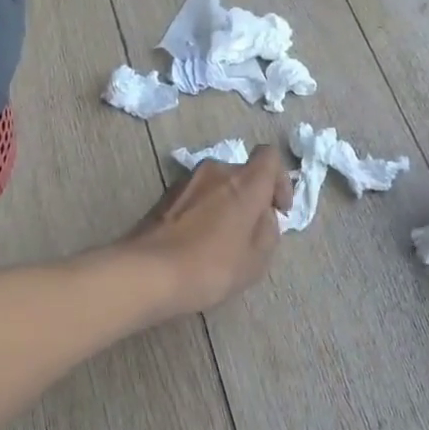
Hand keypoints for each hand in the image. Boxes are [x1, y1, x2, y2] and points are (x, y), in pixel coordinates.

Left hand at [123, 145, 293, 315]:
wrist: (148, 273)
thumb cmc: (211, 267)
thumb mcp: (256, 259)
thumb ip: (268, 230)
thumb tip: (263, 215)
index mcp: (244, 182)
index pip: (270, 157)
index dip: (280, 180)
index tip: (278, 209)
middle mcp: (215, 171)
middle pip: (242, 173)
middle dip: (251, 196)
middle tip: (250, 229)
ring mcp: (185, 182)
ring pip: (216, 185)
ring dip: (225, 204)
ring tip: (222, 238)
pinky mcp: (163, 197)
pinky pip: (195, 197)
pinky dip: (203, 211)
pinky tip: (197, 241)